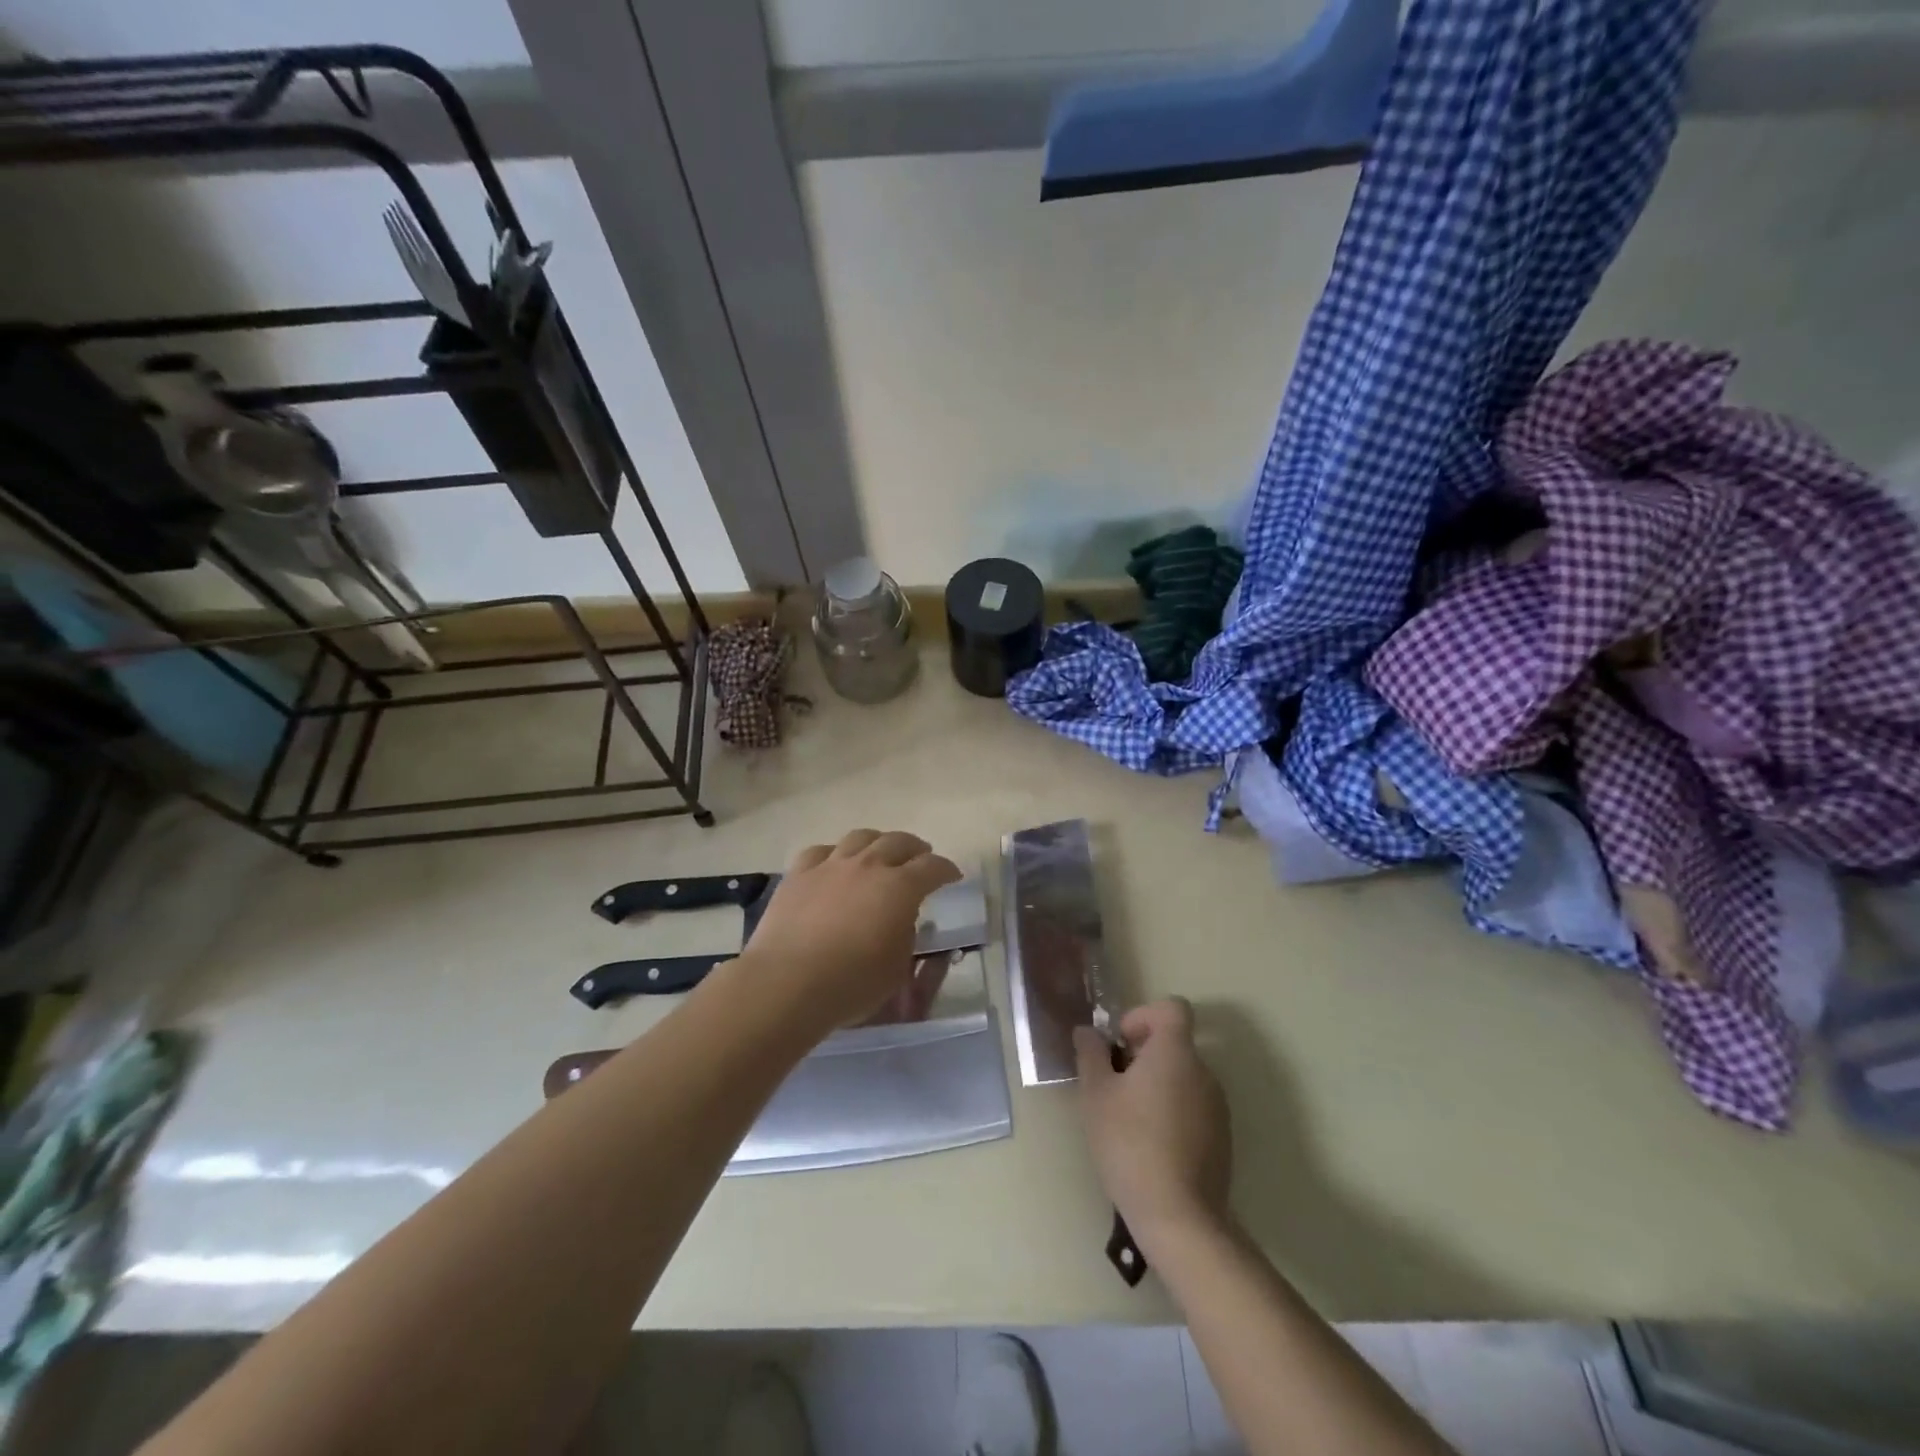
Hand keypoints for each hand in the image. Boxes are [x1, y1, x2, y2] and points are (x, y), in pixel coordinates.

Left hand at [742, 830, 961, 1032]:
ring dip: (878, 842)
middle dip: (915, 848)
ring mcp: (830, 865)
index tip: (952, 876)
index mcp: (900, 888)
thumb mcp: (897, 969)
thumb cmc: (852, 983)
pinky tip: (835, 863)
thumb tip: (903, 921)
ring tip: (880, 852)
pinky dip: (835, 854)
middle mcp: (868, 866)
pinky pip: (821, 851)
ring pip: (860, 837)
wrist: (788, 983)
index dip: (946, 869)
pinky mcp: (798, 874)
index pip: (932, 868)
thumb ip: (906, 937)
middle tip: (921, 858)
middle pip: (898, 842)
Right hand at [1075, 998, 1231, 1254]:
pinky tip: (1151, 1145)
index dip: (1143, 1015)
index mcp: (1175, 1052)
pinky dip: (1173, 1112)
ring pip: (1183, 1077)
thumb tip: (1088, 1031)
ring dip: (1158, 1085)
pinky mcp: (1222, 1138)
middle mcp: (1204, 1072)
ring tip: (1129, 1119)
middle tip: (1114, 1085)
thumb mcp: (1096, 1095)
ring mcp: (1217, 1107)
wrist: (1178, 1217)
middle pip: (1175, 1043)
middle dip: (1143, 1055)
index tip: (1122, 1043)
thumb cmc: (1130, 1144)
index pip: (1172, 1007)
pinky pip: (1194, 1107)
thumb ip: (1091, 1054)